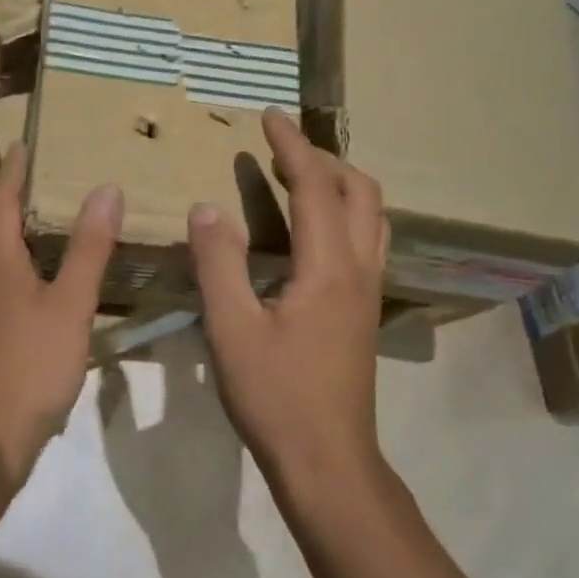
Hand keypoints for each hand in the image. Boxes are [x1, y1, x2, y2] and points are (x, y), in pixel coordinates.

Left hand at [0, 145, 121, 487]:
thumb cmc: (28, 366)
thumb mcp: (69, 305)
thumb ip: (88, 249)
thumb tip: (105, 189)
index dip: (13, 169)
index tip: (26, 143)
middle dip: (14, 200)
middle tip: (49, 182)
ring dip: (16, 237)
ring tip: (51, 228)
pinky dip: (19, 271)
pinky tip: (43, 288)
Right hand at [189, 109, 386, 496]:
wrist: (327, 461)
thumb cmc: (276, 397)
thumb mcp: (231, 330)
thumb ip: (218, 264)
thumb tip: (206, 208)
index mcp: (328, 268)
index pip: (315, 187)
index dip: (291, 147)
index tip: (268, 116)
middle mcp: (360, 271)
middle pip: (361, 193)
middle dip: (324, 159)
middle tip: (282, 149)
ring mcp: (369, 294)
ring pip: (372, 218)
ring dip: (341, 186)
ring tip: (302, 179)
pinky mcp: (365, 315)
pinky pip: (367, 243)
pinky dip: (344, 216)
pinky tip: (314, 235)